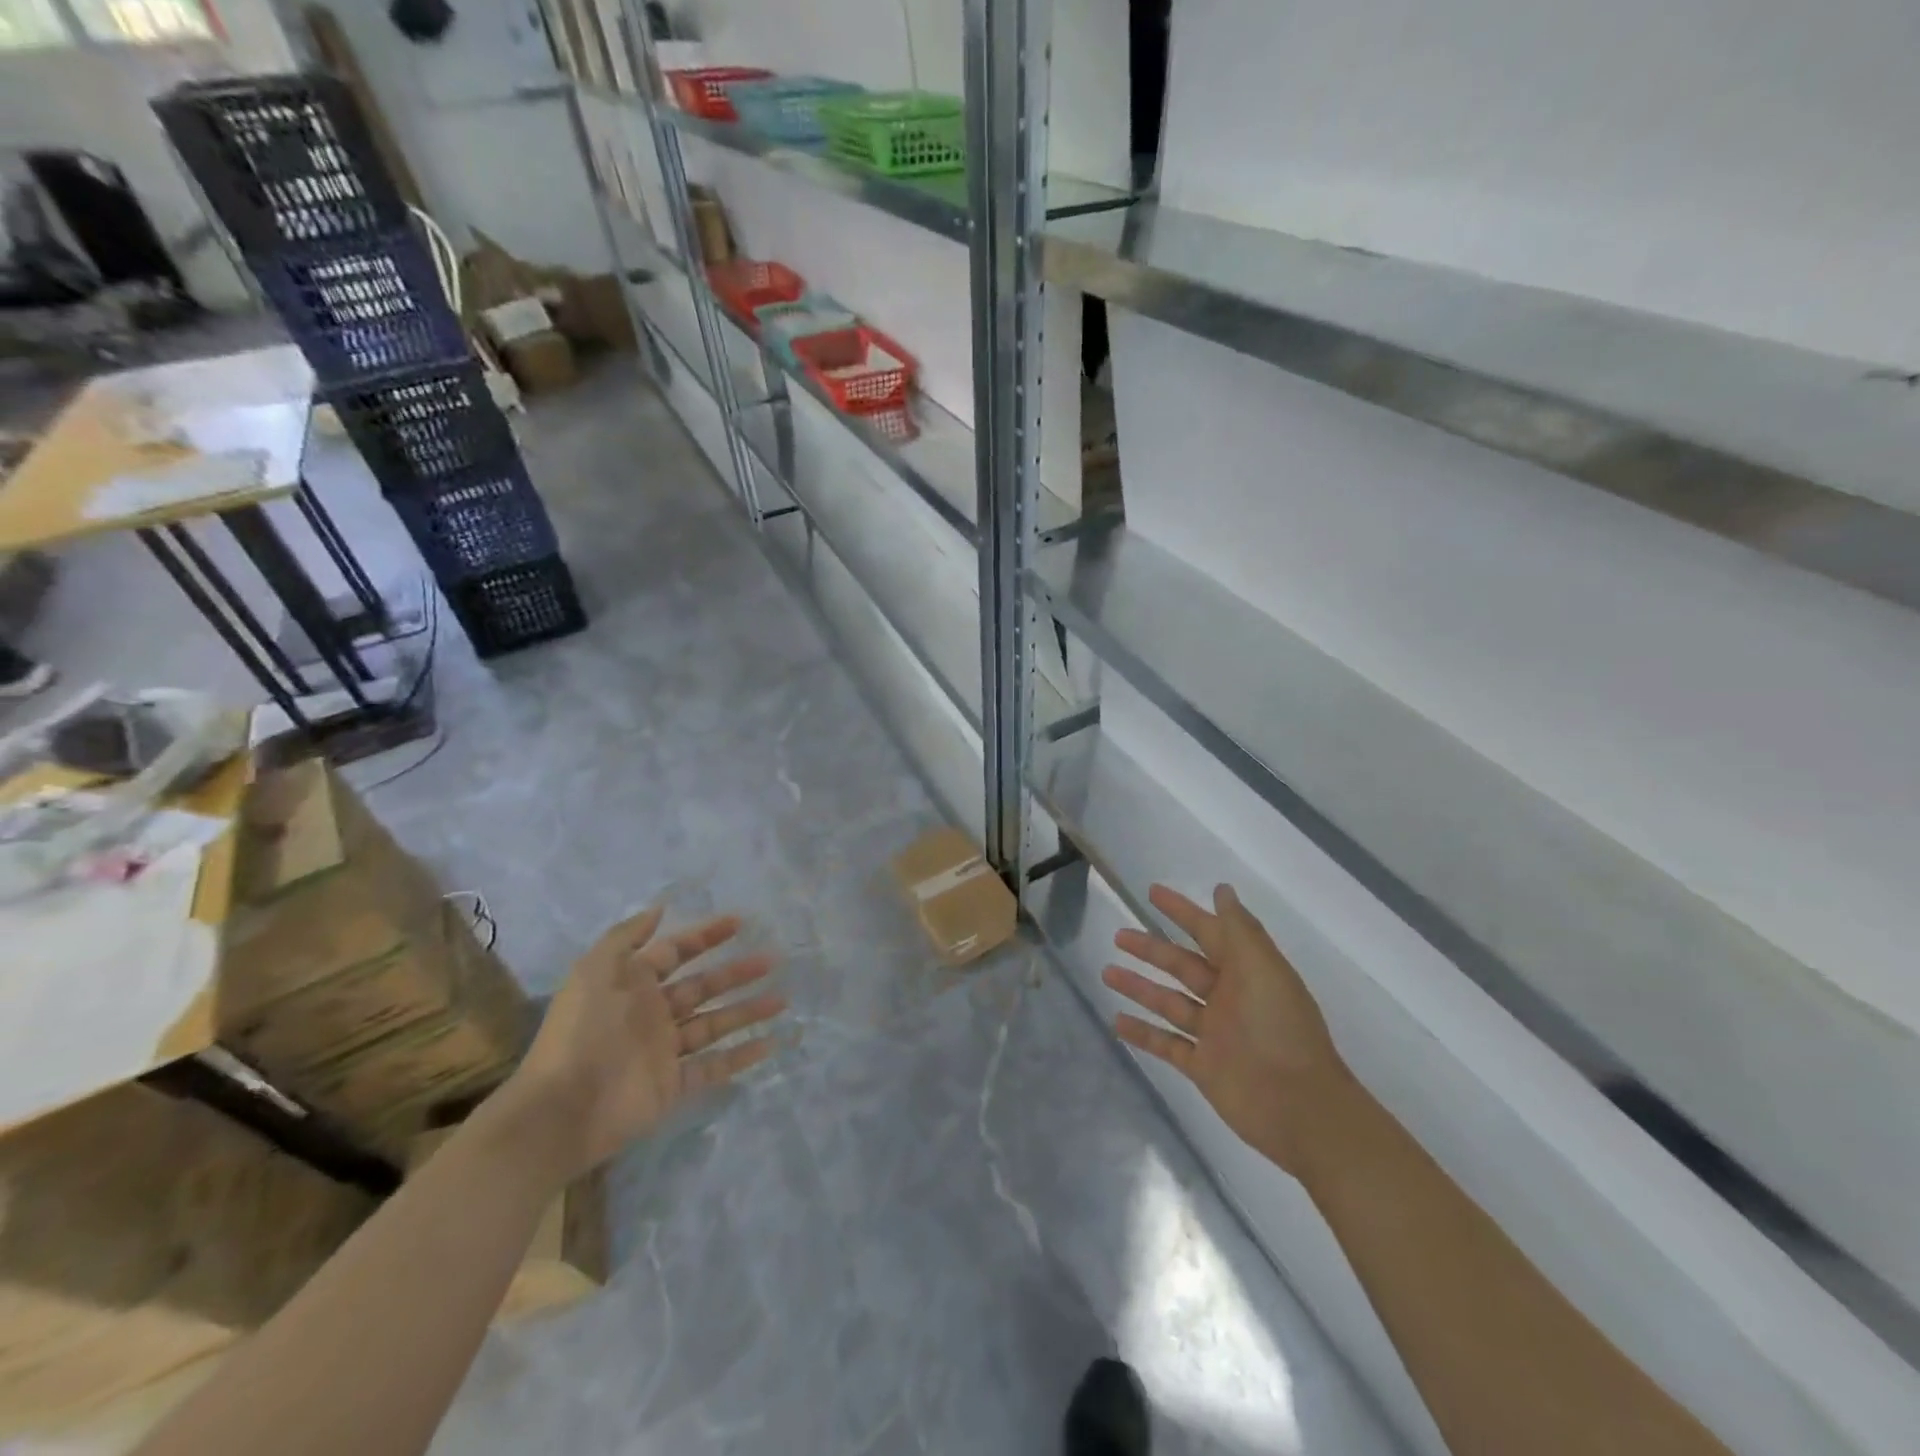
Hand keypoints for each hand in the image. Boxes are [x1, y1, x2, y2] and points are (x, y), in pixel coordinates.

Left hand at [500, 908, 785, 1179]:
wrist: (562, 1108)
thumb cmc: (582, 1031)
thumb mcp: (595, 970)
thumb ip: (627, 936)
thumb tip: (661, 908)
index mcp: (634, 985)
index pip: (676, 953)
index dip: (706, 937)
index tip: (740, 923)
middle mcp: (653, 1014)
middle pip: (703, 987)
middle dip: (737, 972)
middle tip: (772, 959)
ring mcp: (664, 1051)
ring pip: (715, 1024)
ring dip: (748, 1012)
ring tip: (782, 1000)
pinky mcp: (672, 1085)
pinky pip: (713, 1067)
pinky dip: (740, 1057)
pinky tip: (771, 1044)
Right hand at [1104, 883, 1346, 1177]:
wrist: (1301, 1109)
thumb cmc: (1281, 1030)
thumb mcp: (1263, 970)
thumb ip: (1239, 930)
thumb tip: (1222, 890)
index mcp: (1246, 971)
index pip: (1207, 932)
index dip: (1182, 911)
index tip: (1151, 892)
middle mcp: (1228, 998)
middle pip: (1182, 966)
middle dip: (1151, 950)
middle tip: (1119, 936)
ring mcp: (1214, 1034)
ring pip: (1168, 1002)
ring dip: (1139, 987)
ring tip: (1107, 972)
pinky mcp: (1203, 1067)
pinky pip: (1166, 1044)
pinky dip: (1142, 1033)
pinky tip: (1116, 1021)